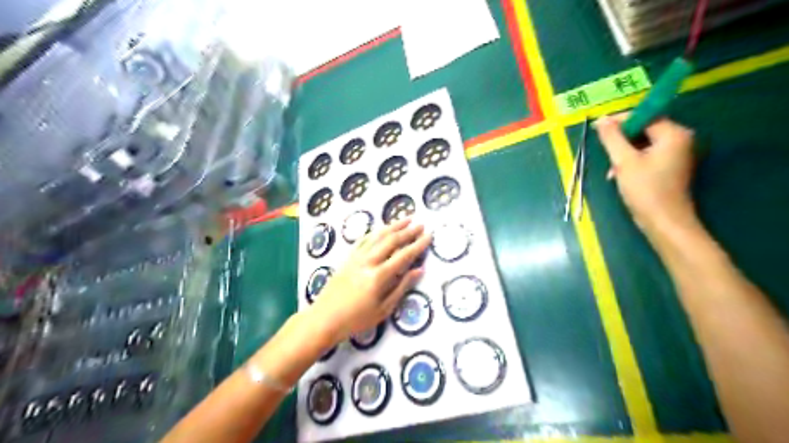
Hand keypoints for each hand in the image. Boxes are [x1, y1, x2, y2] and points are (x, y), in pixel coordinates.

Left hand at [309, 219, 430, 344]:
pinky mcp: (348, 258)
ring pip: (377, 236)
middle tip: (420, 224)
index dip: (418, 245)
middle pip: (391, 241)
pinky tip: (381, 229)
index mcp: (379, 276)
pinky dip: (375, 232)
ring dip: (393, 226)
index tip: (429, 235)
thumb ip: (402, 287)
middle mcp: (368, 262)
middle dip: (407, 231)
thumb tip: (419, 270)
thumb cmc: (356, 319)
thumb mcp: (383, 309)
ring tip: (405, 219)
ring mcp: (356, 258)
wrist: (324, 318)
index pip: (403, 255)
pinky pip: (363, 240)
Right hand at [595, 117, 699, 236]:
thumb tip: (601, 120)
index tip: (599, 130)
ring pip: (643, 144)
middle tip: (606, 154)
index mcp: (674, 134)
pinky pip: (647, 156)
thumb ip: (612, 138)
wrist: (664, 222)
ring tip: (612, 171)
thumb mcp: (623, 161)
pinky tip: (619, 176)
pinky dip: (632, 162)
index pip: (644, 116)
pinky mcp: (670, 167)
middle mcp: (680, 140)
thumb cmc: (645, 189)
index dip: (620, 121)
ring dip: (624, 154)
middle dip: (621, 142)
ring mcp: (677, 154)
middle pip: (644, 130)